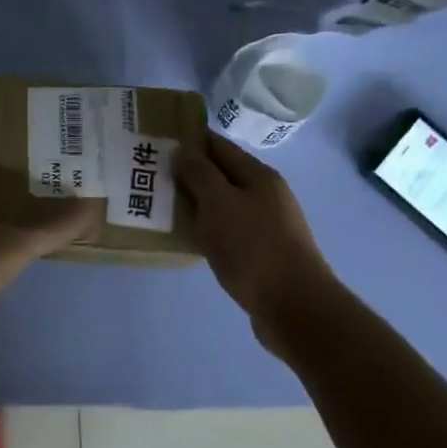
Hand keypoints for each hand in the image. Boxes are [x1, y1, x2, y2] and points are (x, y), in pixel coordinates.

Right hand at [174, 133, 340, 335]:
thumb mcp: (219, 203)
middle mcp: (266, 195)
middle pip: (221, 175)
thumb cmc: (253, 248)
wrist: (294, 306)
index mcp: (259, 176)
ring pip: (223, 205)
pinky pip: (228, 231)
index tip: (158, 142)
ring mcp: (267, 225)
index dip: (189, 141)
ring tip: (162, 208)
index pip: (218, 146)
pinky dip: (207, 230)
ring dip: (196, 204)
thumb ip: (199, 174)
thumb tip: (183, 150)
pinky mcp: (262, 253)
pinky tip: (188, 239)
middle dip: (189, 173)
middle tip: (152, 177)